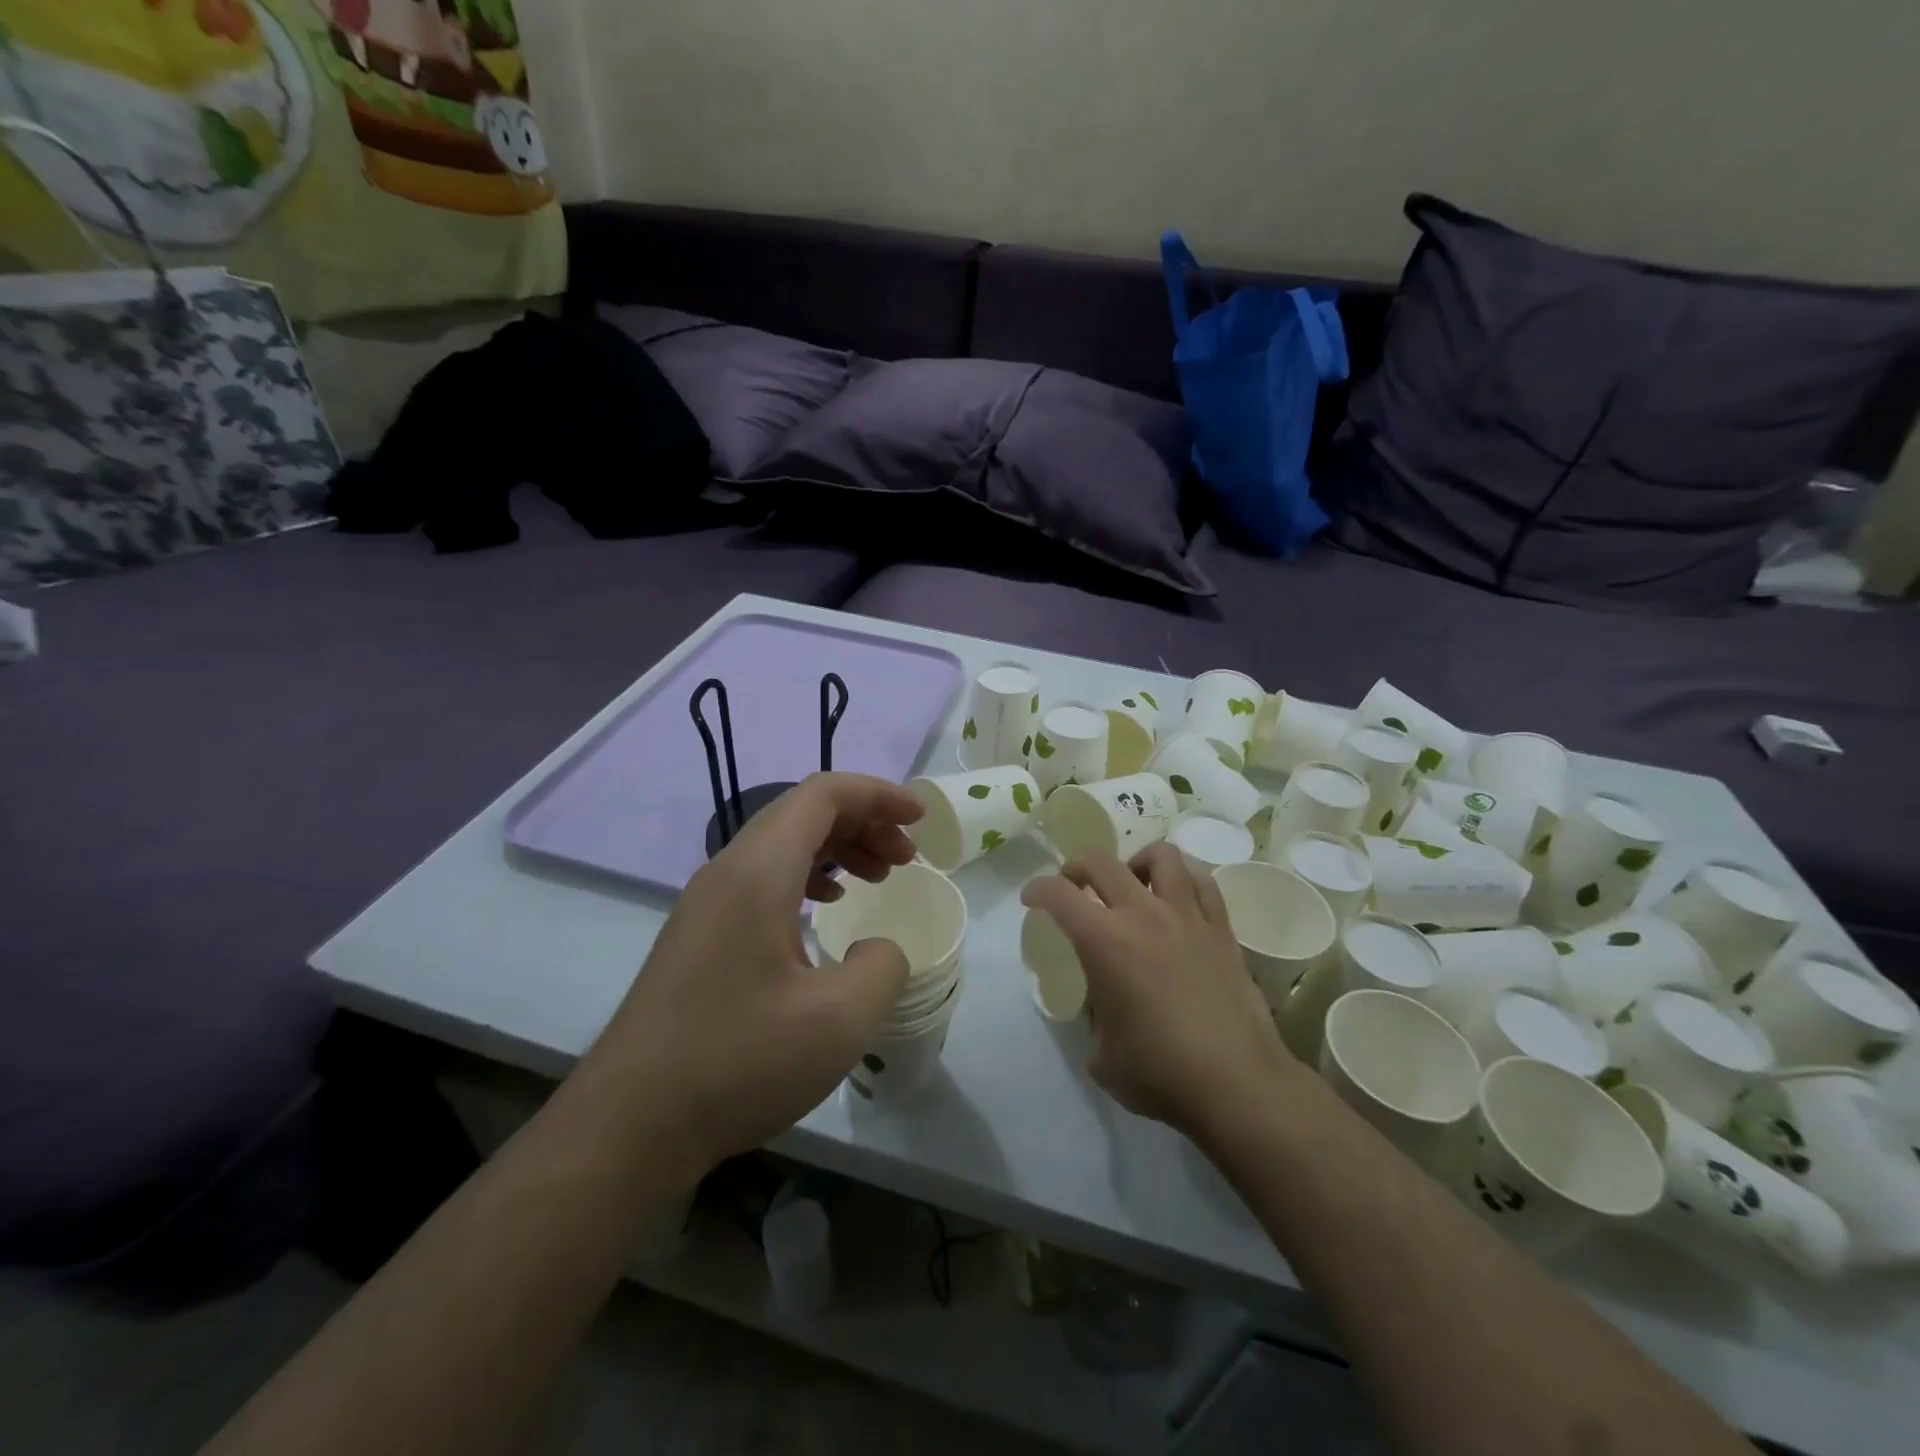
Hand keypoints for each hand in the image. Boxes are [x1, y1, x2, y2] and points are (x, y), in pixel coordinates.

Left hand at [592, 773, 922, 1175]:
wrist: (629, 1125)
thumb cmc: (737, 1062)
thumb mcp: (838, 1020)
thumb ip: (883, 967)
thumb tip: (879, 950)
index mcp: (757, 871)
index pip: (822, 795)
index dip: (877, 794)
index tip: (919, 819)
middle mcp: (727, 871)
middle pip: (802, 813)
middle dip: (863, 822)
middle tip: (905, 857)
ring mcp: (706, 903)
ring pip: (781, 845)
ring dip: (836, 849)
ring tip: (877, 878)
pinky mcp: (699, 935)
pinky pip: (762, 878)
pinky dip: (807, 877)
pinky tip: (825, 912)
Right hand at [1022, 844, 1297, 1140]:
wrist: (1236, 1084)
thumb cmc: (1159, 1073)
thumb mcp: (1101, 1055)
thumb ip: (1094, 1016)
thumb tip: (1104, 1004)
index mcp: (1103, 941)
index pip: (1058, 895)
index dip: (1037, 891)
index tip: (1031, 899)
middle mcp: (1142, 914)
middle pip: (1102, 863)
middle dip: (1077, 868)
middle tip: (1073, 886)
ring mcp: (1187, 917)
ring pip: (1161, 856)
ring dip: (1136, 862)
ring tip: (1133, 883)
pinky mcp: (1222, 930)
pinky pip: (1202, 883)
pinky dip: (1183, 880)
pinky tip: (1178, 899)